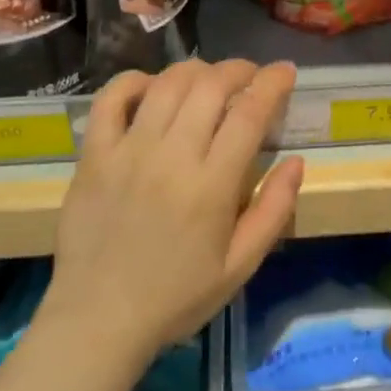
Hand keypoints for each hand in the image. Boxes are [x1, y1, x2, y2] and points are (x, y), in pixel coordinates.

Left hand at [45, 59, 303, 362]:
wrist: (98, 321)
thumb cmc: (177, 297)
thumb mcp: (240, 267)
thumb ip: (274, 211)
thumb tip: (297, 161)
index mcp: (211, 186)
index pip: (249, 113)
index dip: (272, 83)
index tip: (285, 71)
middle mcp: (171, 157)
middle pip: (210, 86)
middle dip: (238, 69)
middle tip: (250, 76)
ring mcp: (127, 152)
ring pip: (166, 84)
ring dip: (196, 70)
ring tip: (209, 79)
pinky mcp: (94, 156)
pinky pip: (110, 99)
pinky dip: (134, 81)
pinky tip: (152, 87)